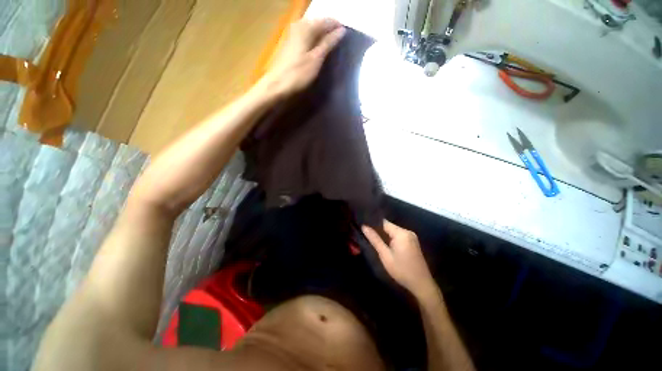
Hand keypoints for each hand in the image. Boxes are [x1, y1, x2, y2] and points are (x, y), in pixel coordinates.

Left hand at [257, 18, 345, 97]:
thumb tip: (341, 30)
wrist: (277, 84)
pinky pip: (307, 36)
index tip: (347, 36)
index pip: (326, 20)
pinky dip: (315, 40)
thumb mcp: (316, 58)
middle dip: (330, 30)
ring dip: (322, 35)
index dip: (337, 26)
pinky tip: (319, 48)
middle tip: (340, 41)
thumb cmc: (298, 73)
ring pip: (312, 29)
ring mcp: (293, 34)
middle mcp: (299, 25)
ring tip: (332, 45)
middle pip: (318, 23)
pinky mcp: (290, 43)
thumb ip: (328, 43)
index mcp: (306, 27)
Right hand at [363, 220, 436, 298]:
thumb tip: (364, 226)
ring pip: (393, 231)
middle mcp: (407, 231)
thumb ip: (375, 240)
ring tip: (373, 237)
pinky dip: (391, 238)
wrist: (422, 284)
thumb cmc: (402, 270)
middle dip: (378, 229)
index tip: (363, 225)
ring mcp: (411, 236)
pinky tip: (385, 243)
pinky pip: (398, 235)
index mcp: (401, 233)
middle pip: (388, 226)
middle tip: (366, 233)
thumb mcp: (385, 255)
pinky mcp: (412, 241)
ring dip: (384, 234)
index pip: (383, 222)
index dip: (373, 223)